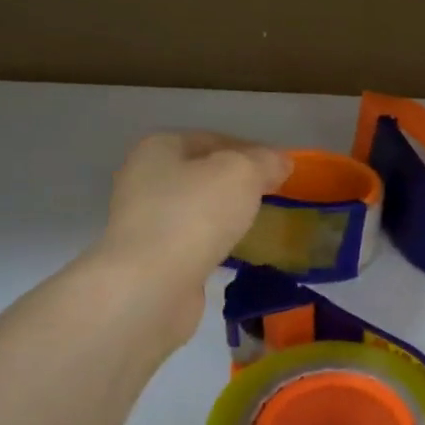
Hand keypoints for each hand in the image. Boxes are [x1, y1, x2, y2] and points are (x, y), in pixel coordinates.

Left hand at [83, 132, 290, 341]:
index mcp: (159, 147)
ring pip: (197, 208)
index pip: (215, 139)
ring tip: (259, 224)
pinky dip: (214, 242)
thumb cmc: (195, 214)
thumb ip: (265, 161)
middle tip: (272, 197)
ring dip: (226, 214)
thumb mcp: (242, 173)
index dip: (251, 151)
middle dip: (238, 184)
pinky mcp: (151, 257)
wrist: (153, 284)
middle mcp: (144, 178)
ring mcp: (144, 220)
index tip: (280, 171)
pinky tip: (236, 251)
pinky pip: (193, 240)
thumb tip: (280, 162)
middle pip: (203, 174)